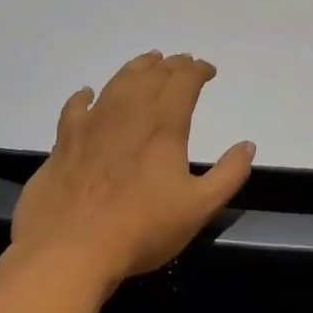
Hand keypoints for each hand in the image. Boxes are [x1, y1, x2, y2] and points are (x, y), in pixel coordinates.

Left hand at [11, 51, 255, 292]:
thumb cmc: (141, 229)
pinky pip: (75, 107)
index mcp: (163, 125)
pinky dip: (85, 96)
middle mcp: (128, 113)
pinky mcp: (64, 142)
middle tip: (183, 62)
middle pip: (152, 75)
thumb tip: (248, 145)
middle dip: (171, 65)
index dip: (198, 71)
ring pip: (117, 82)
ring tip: (148, 62)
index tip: (208, 70)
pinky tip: (88, 94)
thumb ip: (228, 174)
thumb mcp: (199, 207)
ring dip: (136, 68)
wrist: (69, 250)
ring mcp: (92, 124)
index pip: (183, 82)